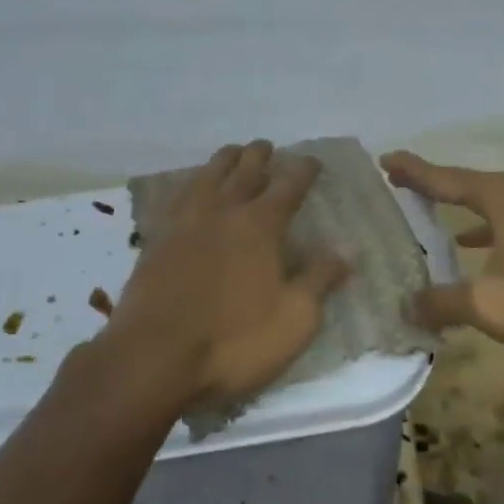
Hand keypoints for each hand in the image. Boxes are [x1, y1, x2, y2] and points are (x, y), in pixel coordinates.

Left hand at [102, 141, 350, 414]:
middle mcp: (222, 212)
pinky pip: (176, 197)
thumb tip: (348, 249)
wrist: (155, 357)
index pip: (288, 186)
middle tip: (267, 146)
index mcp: (260, 226)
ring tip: (232, 154)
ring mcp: (184, 223)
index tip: (312, 161)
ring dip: (223, 161)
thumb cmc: (234, 341)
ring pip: (206, 177)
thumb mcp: (294, 318)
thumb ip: (320, 279)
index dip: (303, 170)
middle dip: (259, 156)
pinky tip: (190, 188)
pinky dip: (189, 184)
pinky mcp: (156, 240)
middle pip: (244, 171)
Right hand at [380, 151, 503, 359]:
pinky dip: (480, 226)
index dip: (412, 171)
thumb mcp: (484, 303)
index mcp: (500, 198)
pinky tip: (469, 243)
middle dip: (430, 181)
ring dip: (455, 202)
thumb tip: (405, 307)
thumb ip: (440, 302)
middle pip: (464, 183)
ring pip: (486, 201)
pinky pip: (502, 220)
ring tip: (426, 203)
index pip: (444, 178)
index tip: (384, 160)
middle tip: (397, 179)